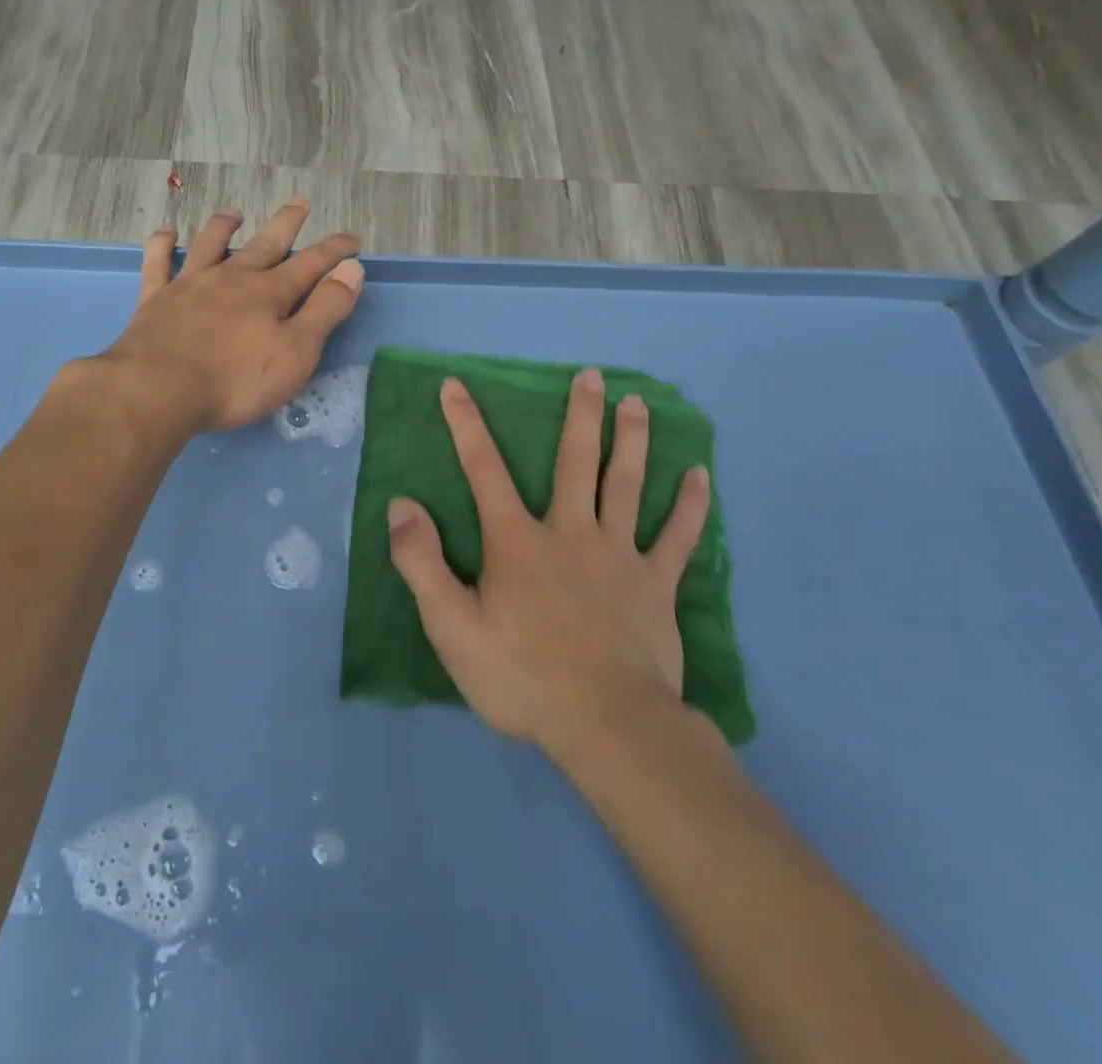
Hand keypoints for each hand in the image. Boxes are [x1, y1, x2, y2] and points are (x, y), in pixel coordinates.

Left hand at [99, 200, 364, 432]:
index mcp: (270, 293)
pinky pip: (158, 263)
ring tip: (234, 213)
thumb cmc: (237, 380)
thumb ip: (325, 309)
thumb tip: (352, 270)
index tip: (352, 239)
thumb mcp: (297, 351)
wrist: (159, 389)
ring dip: (224, 227)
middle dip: (286, 225)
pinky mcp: (156, 300)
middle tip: (299, 203)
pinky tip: (166, 232)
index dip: (334, 251)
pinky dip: (162, 245)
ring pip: (210, 246)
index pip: (311, 264)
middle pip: (265, 245)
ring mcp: (190, 286)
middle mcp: (232, 279)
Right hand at [387, 369, 712, 758]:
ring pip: (626, 485)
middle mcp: (570, 532)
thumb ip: (421, 562)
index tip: (455, 385)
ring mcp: (619, 556)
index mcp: (517, 541)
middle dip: (580, 415)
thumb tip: (402, 504)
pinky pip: (678, 538)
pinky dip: (690, 506)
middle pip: (575, 462)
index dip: (466, 425)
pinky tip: (700, 477)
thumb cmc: (520, 675)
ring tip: (637, 403)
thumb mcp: (451, 625)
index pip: (484, 469)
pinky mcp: (656, 585)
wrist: (606, 726)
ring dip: (632, 441)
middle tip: (592, 375)